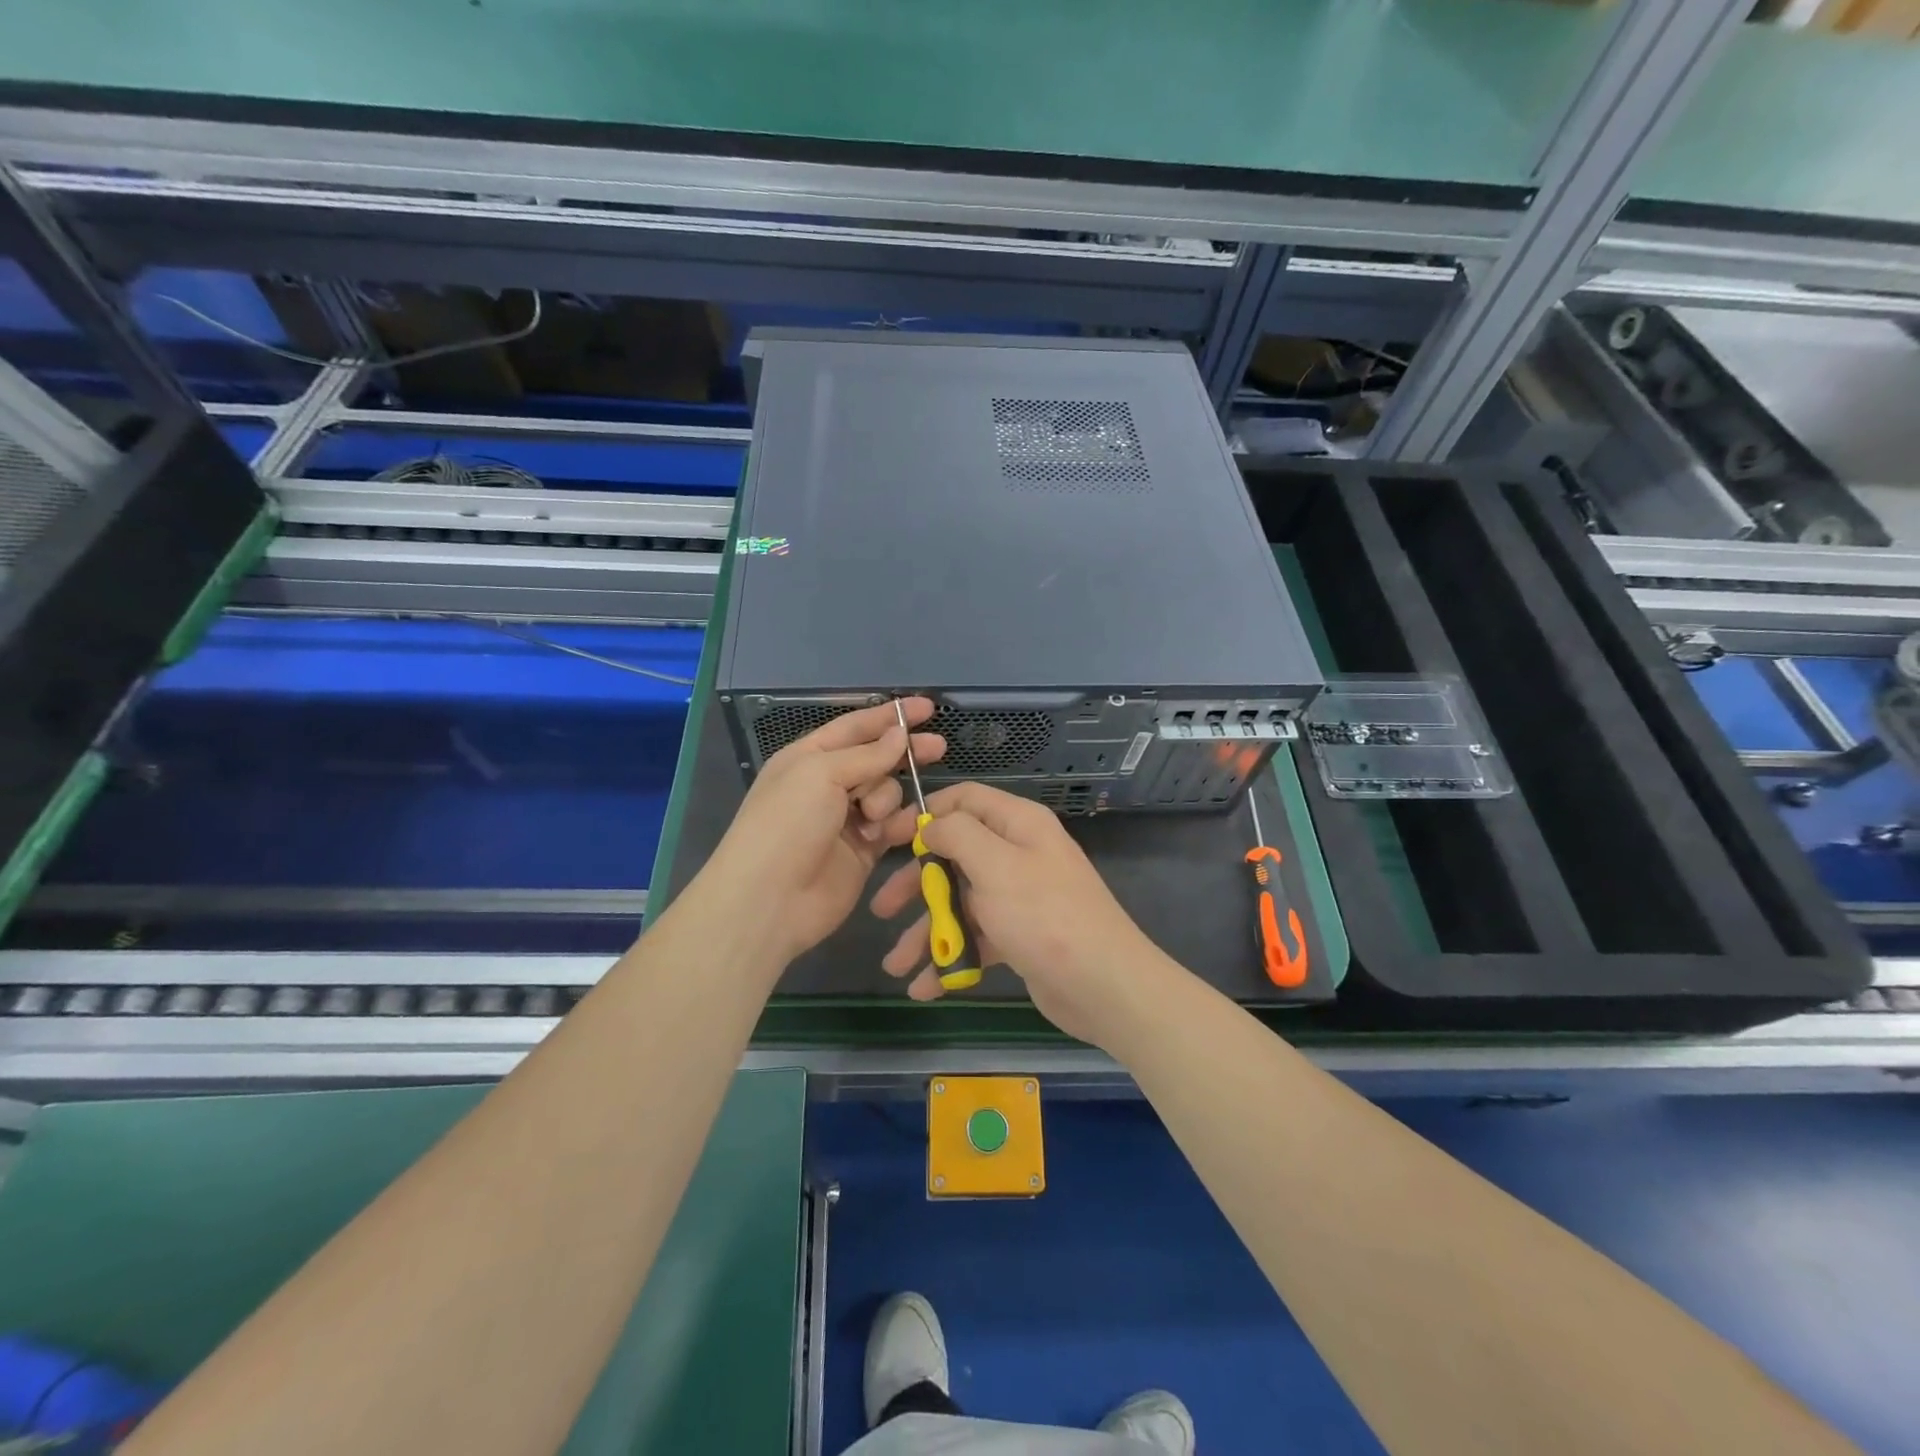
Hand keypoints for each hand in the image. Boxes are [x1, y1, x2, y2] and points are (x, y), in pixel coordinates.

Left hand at [706, 698, 942, 966]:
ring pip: (887, 793)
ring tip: (872, 818)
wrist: (770, 899)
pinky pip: (892, 827)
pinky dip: (897, 826)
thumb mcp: (821, 774)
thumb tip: (899, 736)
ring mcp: (846, 819)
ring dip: (887, 799)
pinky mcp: (864, 851)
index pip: (856, 726)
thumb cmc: (787, 824)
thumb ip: (866, 755)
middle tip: (938, 747)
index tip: (927, 708)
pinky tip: (891, 831)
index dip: (890, 715)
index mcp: (809, 757)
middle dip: (904, 752)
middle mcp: (828, 784)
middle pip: (877, 758)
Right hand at [869, 782, 1176, 1047]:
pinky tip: (925, 987)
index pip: (964, 800)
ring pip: (961, 902)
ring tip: (895, 966)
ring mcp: (1020, 897)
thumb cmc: (1044, 915)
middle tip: (881, 908)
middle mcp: (1019, 854)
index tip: (887, 838)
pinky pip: (976, 937)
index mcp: (1018, 824)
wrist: (1103, 986)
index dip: (924, 814)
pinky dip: (952, 958)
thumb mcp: (995, 865)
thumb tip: (931, 823)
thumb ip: (957, 834)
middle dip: (916, 884)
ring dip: (927, 931)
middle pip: (956, 855)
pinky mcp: (1020, 936)